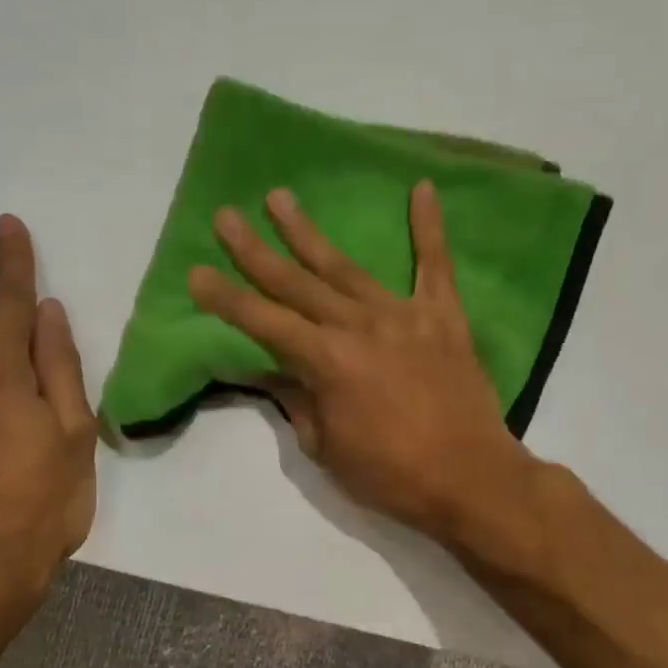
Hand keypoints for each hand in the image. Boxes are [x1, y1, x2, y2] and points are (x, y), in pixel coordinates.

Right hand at [188, 181, 540, 544]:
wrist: (471, 479)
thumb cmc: (392, 475)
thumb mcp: (327, 449)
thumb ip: (297, 402)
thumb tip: (270, 373)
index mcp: (327, 362)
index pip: (264, 323)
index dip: (227, 300)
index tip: (196, 273)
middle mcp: (359, 326)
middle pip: (297, 283)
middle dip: (256, 251)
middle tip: (226, 216)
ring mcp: (403, 315)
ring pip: (346, 268)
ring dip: (310, 234)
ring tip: (281, 198)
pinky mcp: (444, 317)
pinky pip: (436, 266)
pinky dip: (430, 227)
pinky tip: (424, 188)